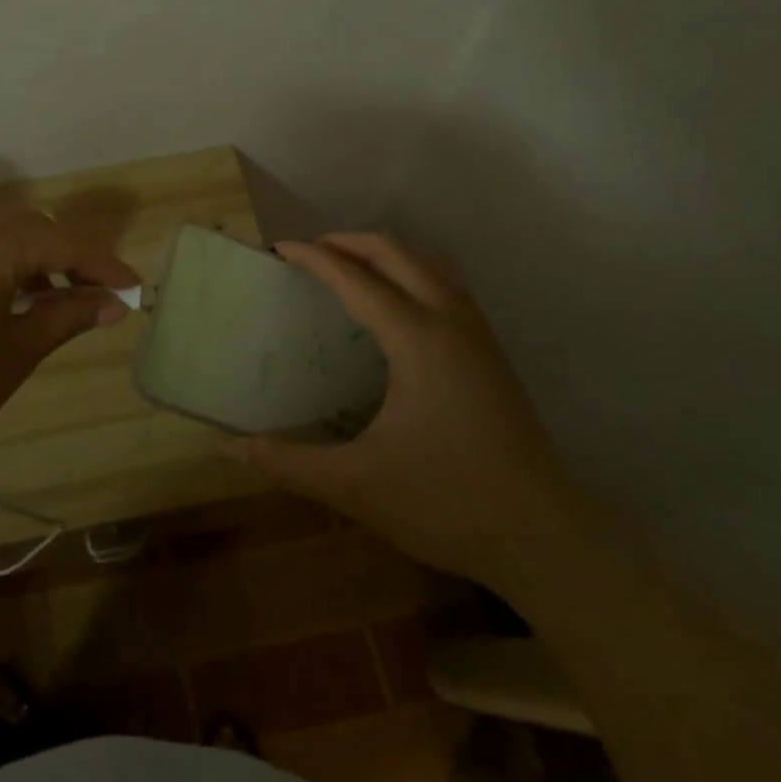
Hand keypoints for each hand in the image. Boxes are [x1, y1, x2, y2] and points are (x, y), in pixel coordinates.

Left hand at [0, 209, 139, 503]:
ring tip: (47, 294)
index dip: (102, 264)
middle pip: (28, 227)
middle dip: (65, 255)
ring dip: (26, 254)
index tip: (131, 286)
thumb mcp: (16, 353)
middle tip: (94, 291)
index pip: (61, 243)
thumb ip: (68, 316)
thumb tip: (115, 303)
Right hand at [231, 233, 586, 585]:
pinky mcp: (492, 351)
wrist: (548, 540)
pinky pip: (446, 284)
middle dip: (348, 241)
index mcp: (416, 340)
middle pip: (396, 252)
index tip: (279, 248)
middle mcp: (449, 321)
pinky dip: (412, 271)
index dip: (314, 257)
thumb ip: (290, 464)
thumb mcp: (358, 487)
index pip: (355, 278)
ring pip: (428, 262)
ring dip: (385, 251)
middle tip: (310, 253)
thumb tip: (232, 448)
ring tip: (350, 266)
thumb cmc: (448, 504)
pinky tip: (398, 303)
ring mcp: (477, 333)